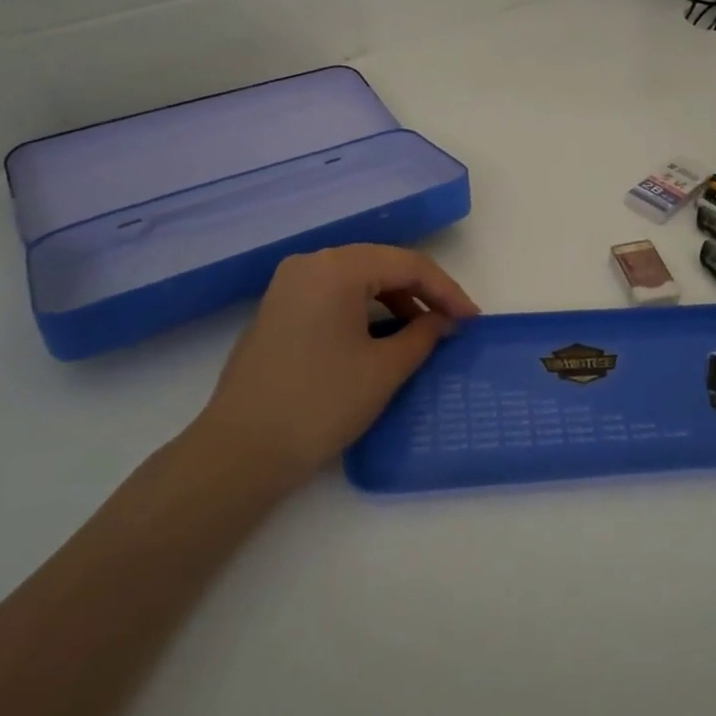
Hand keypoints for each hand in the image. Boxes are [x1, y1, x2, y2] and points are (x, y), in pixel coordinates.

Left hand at [194, 244, 479, 485]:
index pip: (407, 264)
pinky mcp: (278, 310)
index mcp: (336, 267)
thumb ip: (423, 335)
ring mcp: (288, 286)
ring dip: (394, 300)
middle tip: (452, 322)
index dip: (447, 290)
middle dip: (422, 292)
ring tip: (421, 332)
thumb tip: (443, 322)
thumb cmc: (320, 403)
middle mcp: (310, 264)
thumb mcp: (384, 369)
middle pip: (381, 264)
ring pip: (356, 279)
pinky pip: (333, 296)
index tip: (473, 320)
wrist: (241, 451)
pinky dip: (364, 310)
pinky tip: (381, 336)